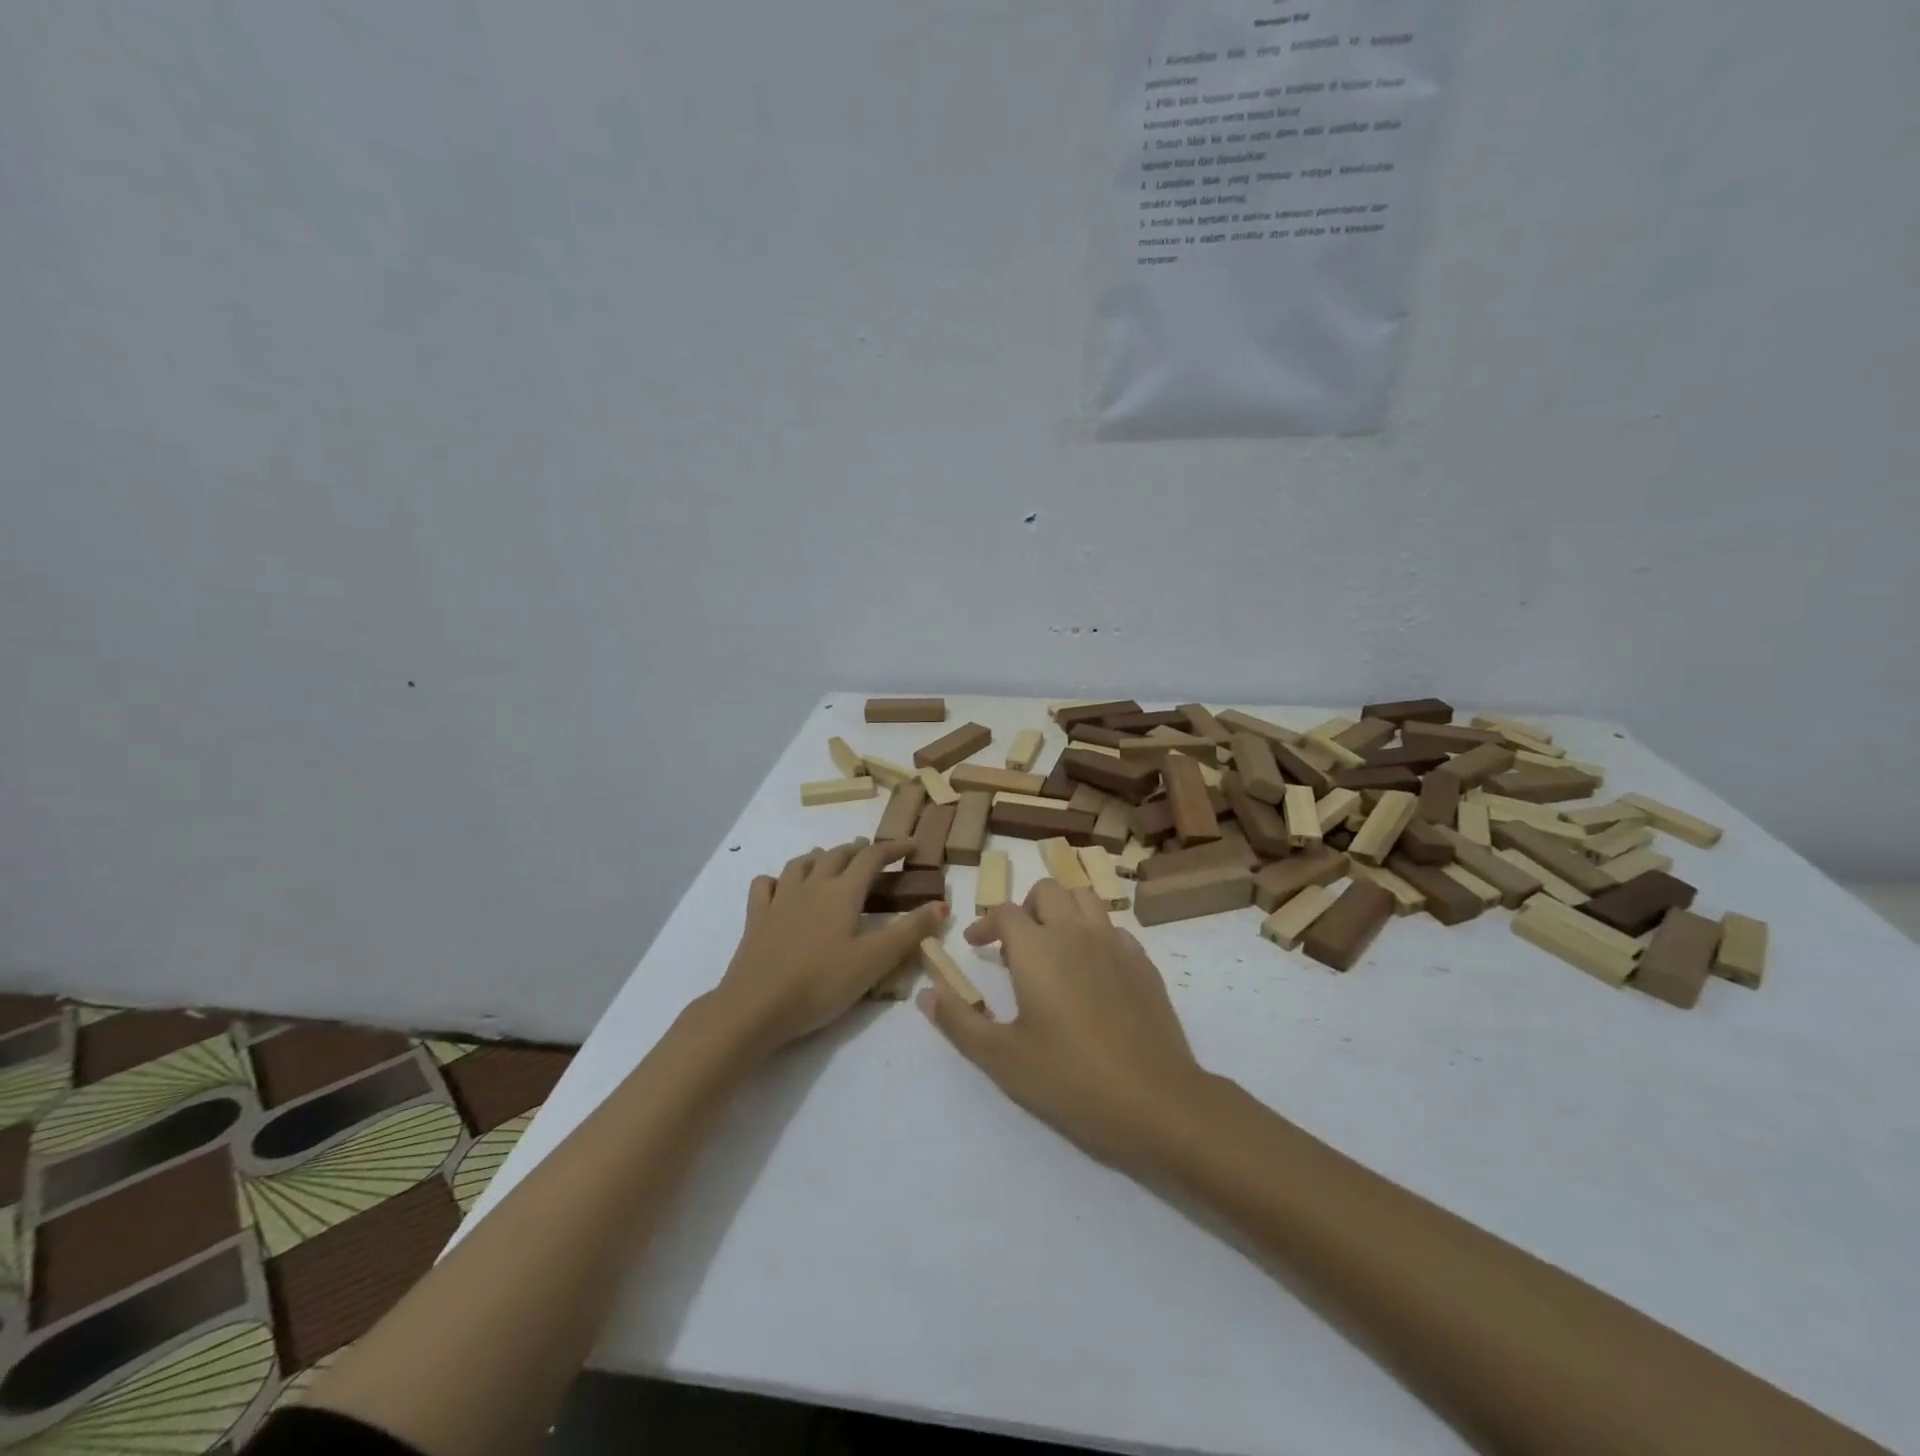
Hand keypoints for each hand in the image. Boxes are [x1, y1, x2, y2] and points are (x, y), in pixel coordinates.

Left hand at [713, 838, 946, 1052]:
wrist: (756, 1007)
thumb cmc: (821, 983)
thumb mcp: (875, 961)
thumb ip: (910, 932)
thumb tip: (942, 904)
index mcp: (843, 893)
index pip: (872, 858)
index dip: (893, 848)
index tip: (911, 845)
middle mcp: (812, 886)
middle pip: (836, 855)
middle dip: (857, 849)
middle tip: (871, 852)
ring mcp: (780, 899)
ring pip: (801, 864)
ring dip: (820, 857)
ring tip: (829, 860)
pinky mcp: (756, 918)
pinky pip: (765, 885)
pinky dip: (777, 879)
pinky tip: (779, 886)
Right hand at [919, 880, 1208, 1171]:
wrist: (1154, 1100)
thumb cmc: (1069, 1078)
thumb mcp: (1001, 1058)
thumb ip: (959, 1021)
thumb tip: (926, 993)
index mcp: (1038, 949)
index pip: (1006, 912)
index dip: (986, 922)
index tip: (976, 945)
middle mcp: (1076, 933)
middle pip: (1048, 890)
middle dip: (1026, 907)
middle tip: (1016, 944)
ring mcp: (1115, 944)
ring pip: (1086, 898)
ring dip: (1063, 910)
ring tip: (1053, 946)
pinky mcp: (1144, 963)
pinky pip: (1114, 927)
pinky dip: (1094, 933)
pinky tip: (1091, 970)